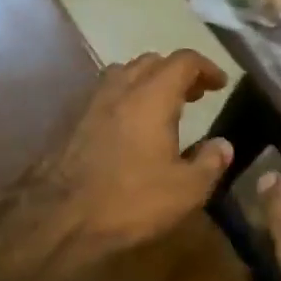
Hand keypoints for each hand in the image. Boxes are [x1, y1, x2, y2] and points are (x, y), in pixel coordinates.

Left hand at [24, 49, 233, 269]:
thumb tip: (223, 145)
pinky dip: (124, 99)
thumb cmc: (130, 201)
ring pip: (123, 74)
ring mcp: (90, 103)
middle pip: (151, 62)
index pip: (183, 62)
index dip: (206, 68)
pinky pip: (104, 95)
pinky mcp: (71, 122)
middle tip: (194, 95)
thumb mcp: (186, 190)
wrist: (58, 219)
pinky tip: (129, 128)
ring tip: (161, 107)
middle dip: (177, 73)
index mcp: (152, 97)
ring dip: (146, 82)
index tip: (221, 84)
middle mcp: (120, 89)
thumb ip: (210, 162)